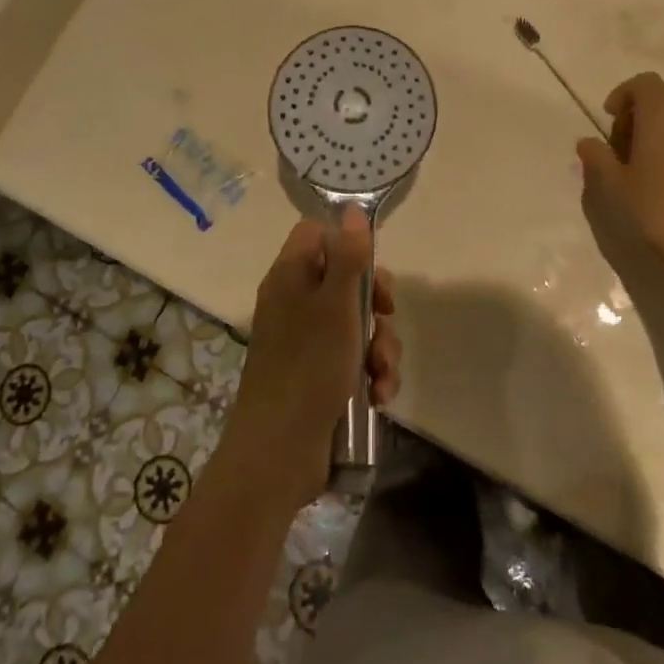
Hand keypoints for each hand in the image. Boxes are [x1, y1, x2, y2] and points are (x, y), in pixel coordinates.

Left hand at [226, 211, 400, 504]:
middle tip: (384, 317)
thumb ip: (348, 257)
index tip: (370, 267)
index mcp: (290, 278)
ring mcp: (306, 342)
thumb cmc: (308, 368)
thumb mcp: (336, 306)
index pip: (316, 235)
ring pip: (356, 324)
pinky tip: (379, 395)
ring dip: (380, 346)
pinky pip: (353, 359)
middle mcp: (295, 304)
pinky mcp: (318, 376)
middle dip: (374, 303)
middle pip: (344, 279)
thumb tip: (352, 210)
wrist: (279, 453)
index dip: (347, 244)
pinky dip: (371, 374)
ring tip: (382, 373)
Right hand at [577, 73, 663, 290]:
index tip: (610, 117)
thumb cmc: (655, 208)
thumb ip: (597, 157)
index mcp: (662, 112)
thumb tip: (586, 142)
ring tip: (658, 152)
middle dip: (648, 107)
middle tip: (631, 138)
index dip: (624, 95)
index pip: (644, 83)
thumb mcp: (613, 185)